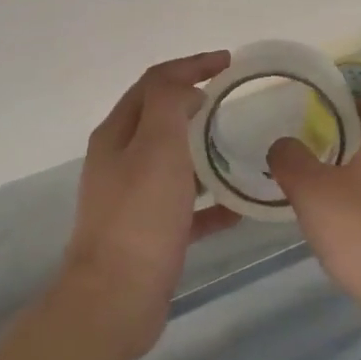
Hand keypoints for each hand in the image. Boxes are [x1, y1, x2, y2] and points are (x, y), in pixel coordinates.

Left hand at [60, 53, 240, 356]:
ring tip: (243, 148)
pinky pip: (186, 208)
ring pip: (174, 163)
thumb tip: (186, 89)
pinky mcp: (150, 233)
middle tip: (235, 102)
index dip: (189, 66)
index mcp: (117, 134)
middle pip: (160, 119)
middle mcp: (120, 161)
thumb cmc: (140, 216)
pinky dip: (210, 201)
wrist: (117, 297)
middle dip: (195, 104)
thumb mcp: (156, 146)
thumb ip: (169, 105)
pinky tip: (240, 207)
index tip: (228, 62)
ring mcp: (133, 199)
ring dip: (204, 151)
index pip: (153, 83)